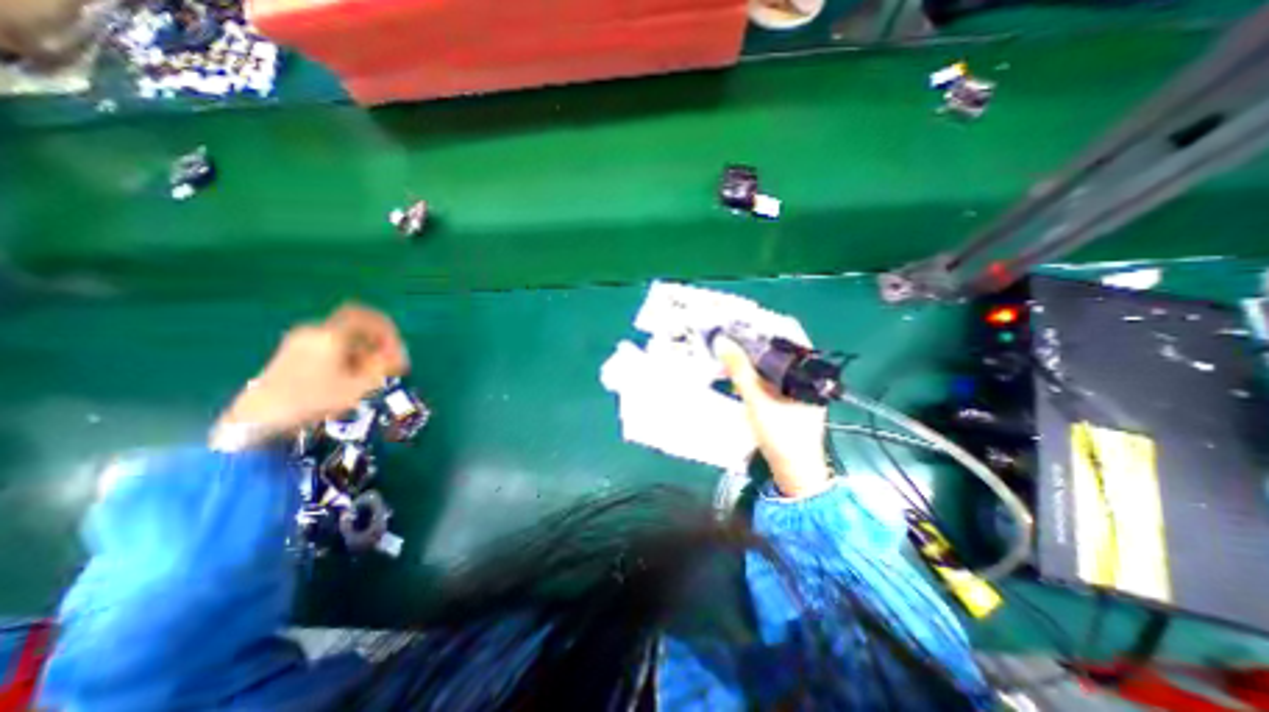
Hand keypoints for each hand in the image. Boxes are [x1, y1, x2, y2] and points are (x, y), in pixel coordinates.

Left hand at [213, 304, 408, 446]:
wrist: (257, 419)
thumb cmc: (313, 400)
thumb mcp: (359, 386)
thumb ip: (383, 366)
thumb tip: (396, 355)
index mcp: (330, 335)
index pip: (365, 316)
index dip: (386, 328)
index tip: (396, 346)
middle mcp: (314, 331)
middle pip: (356, 328)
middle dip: (377, 344)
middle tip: (389, 364)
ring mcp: (300, 341)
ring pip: (344, 338)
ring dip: (363, 352)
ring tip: (372, 375)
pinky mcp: (292, 353)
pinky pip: (330, 345)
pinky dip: (347, 356)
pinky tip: (351, 377)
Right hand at [713, 336, 834, 496]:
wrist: (794, 471)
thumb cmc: (781, 435)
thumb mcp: (757, 399)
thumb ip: (739, 369)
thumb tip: (722, 341)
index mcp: (807, 370)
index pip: (788, 334)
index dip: (763, 324)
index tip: (739, 320)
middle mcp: (806, 374)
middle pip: (778, 348)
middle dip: (752, 341)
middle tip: (728, 335)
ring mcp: (797, 387)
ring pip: (772, 363)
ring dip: (750, 357)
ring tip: (728, 352)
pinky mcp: (788, 398)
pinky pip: (769, 376)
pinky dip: (753, 372)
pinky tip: (736, 372)